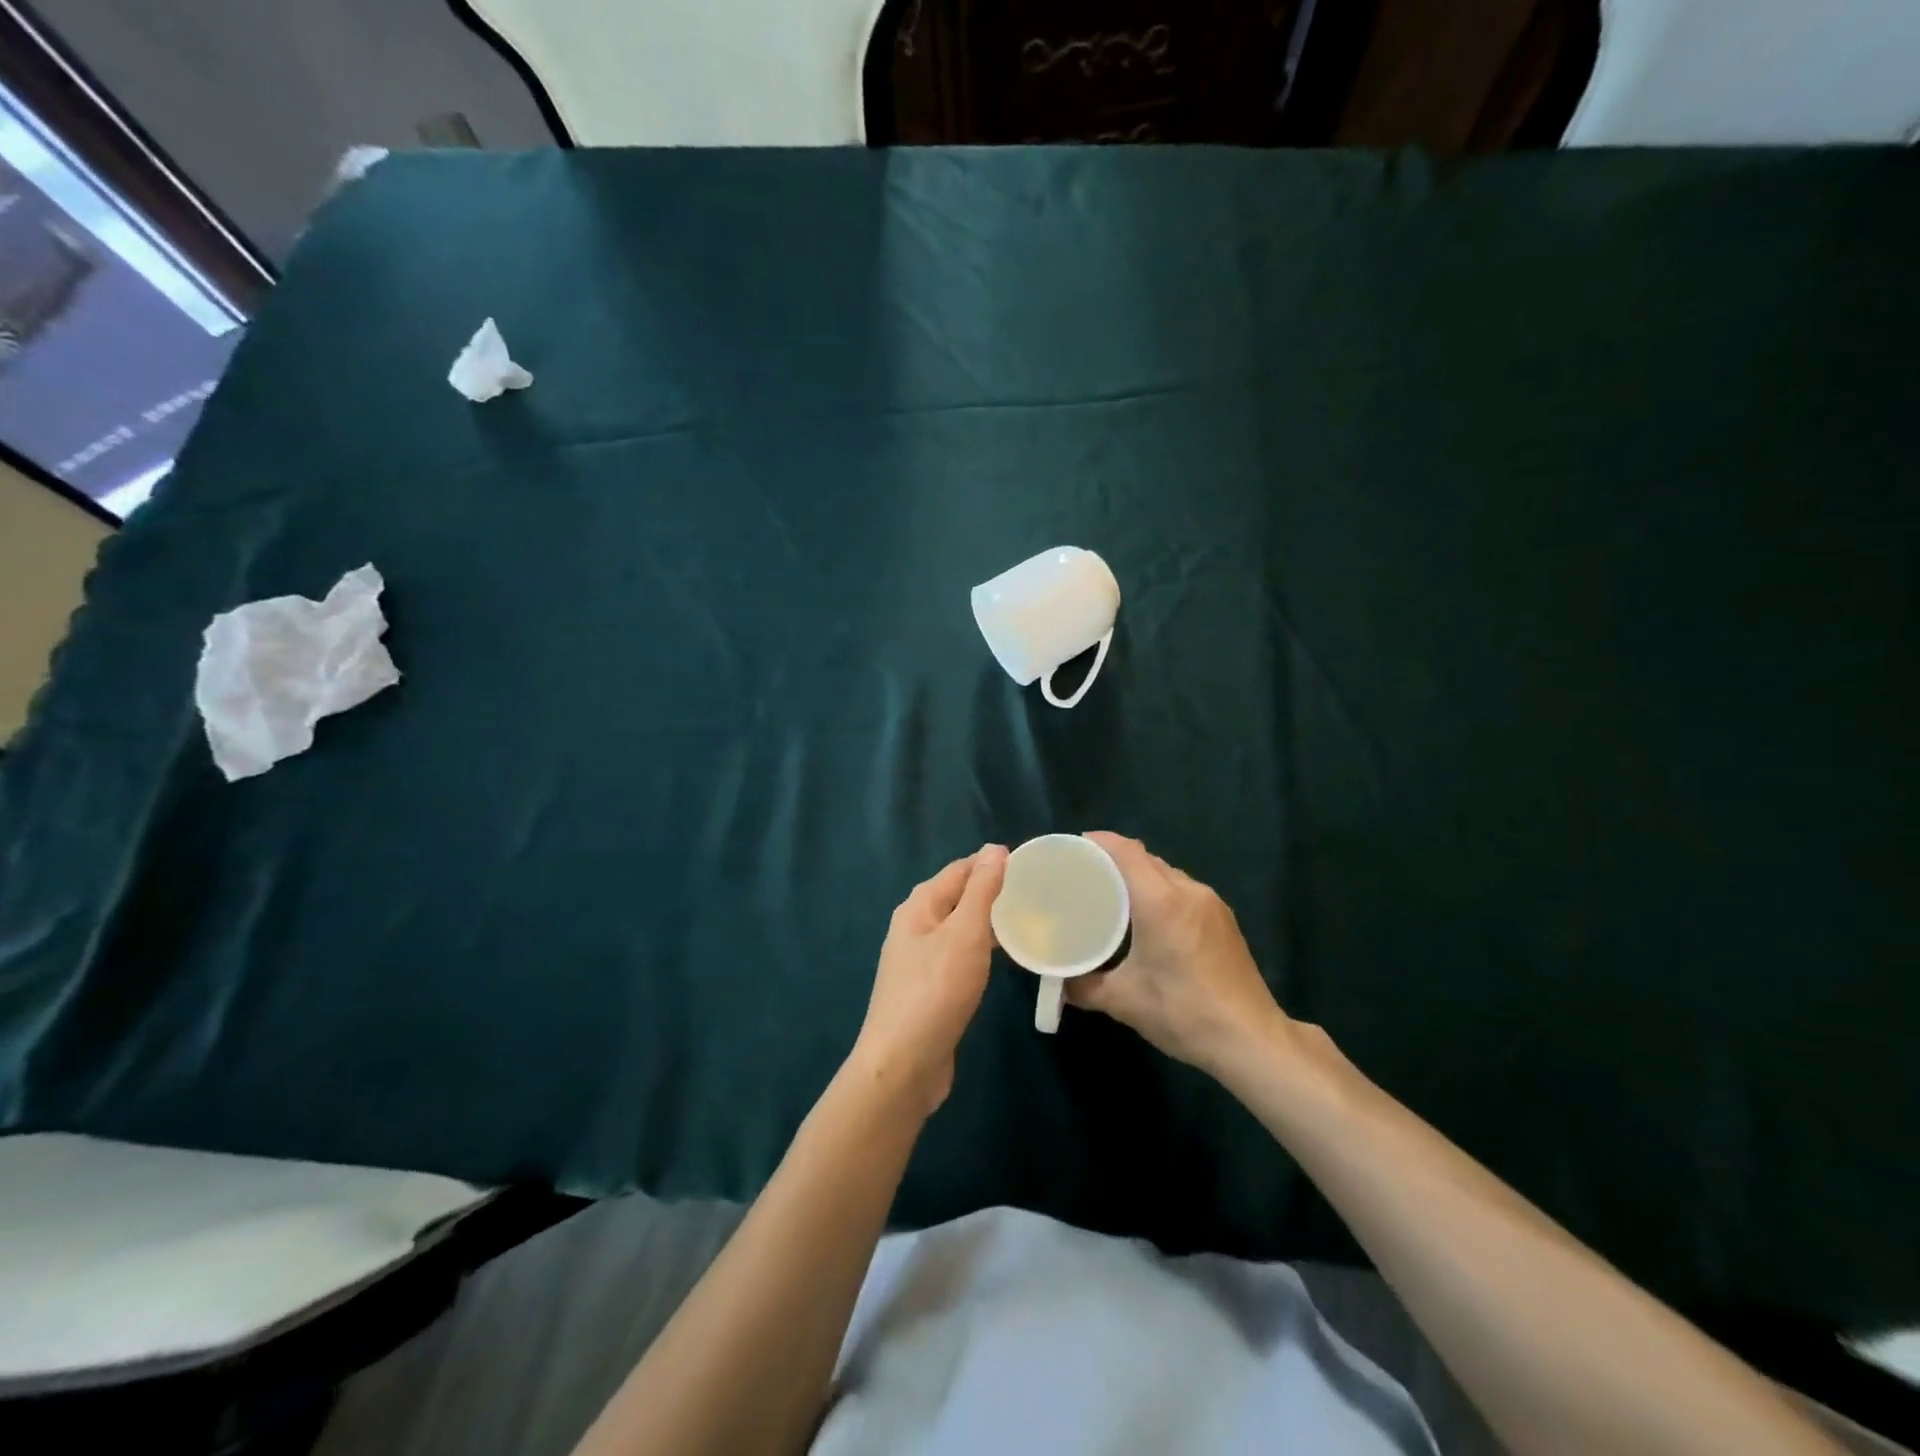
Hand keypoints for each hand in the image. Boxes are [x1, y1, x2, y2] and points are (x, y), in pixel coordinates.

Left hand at [851, 845, 1008, 1117]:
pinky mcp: (929, 988)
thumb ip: (981, 890)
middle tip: (1037, 894)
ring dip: (989, 921)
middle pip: (958, 896)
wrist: (903, 1065)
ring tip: (1029, 921)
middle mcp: (915, 926)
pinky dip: (982, 949)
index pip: (961, 869)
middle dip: (993, 891)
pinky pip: (960, 955)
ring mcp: (920, 959)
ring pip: (960, 927)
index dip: (993, 863)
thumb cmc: (936, 991)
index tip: (1033, 866)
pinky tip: (1004, 958)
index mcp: (919, 906)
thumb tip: (994, 849)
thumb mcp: (964, 934)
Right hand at [1069, 833, 1290, 1076]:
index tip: (1073, 848)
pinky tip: (1148, 917)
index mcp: (1161, 901)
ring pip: (1166, 873)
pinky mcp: (1223, 919)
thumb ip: (1083, 987)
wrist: (1251, 1040)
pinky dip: (1160, 891)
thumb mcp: (1123, 1001)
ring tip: (1112, 894)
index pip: (1126, 851)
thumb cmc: (1183, 1012)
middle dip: (1114, 859)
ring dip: (1139, 875)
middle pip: (1146, 858)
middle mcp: (1188, 891)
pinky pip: (1183, 889)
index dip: (1099, 842)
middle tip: (1085, 875)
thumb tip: (1058, 983)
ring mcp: (1211, 903)